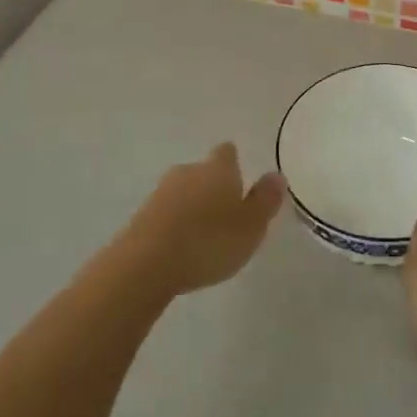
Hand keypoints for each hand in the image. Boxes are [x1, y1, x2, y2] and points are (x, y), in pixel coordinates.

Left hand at [121, 143, 283, 296]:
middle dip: (212, 187)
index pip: (227, 152)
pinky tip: (179, 247)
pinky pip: (164, 214)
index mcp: (218, 169)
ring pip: (182, 192)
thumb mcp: (251, 226)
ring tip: (203, 234)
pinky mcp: (140, 217)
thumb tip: (276, 175)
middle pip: (202, 171)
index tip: (239, 177)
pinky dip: (173, 224)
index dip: (233, 162)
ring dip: (191, 207)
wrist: (146, 264)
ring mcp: (160, 193)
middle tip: (225, 212)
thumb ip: (265, 200)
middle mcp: (188, 171)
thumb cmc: (209, 241)